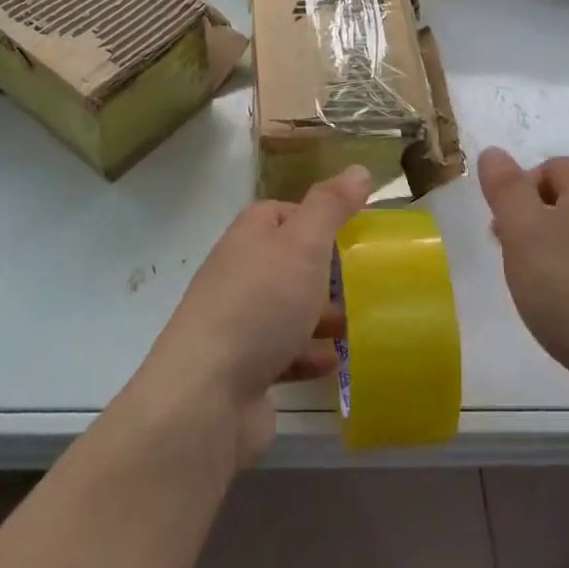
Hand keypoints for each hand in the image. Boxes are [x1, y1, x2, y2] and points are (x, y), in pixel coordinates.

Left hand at [147, 167, 370, 466]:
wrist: (206, 397)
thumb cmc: (260, 305)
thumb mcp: (303, 244)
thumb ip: (330, 207)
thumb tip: (358, 170)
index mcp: (247, 238)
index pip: (279, 212)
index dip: (314, 216)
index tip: (351, 230)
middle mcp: (238, 275)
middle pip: (284, 262)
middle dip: (323, 270)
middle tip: (362, 279)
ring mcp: (237, 325)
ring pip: (285, 310)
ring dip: (319, 315)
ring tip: (355, 323)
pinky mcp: (243, 370)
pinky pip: (283, 354)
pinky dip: (308, 355)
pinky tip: (334, 363)